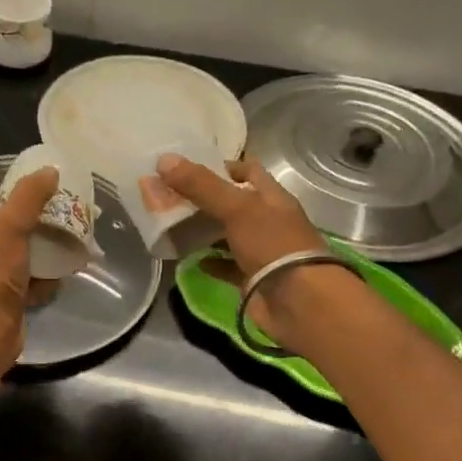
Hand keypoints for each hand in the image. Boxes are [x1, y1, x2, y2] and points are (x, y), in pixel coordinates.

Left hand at [0, 167, 58, 386]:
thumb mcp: (10, 229)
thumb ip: (28, 198)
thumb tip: (50, 170)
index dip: (11, 202)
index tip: (38, 202)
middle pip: (11, 232)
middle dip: (36, 229)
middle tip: (63, 223)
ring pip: (24, 258)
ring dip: (46, 255)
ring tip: (70, 248)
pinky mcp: (9, 302)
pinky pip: (32, 284)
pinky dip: (46, 282)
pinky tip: (60, 280)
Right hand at [155, 155, 348, 349]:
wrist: (298, 301)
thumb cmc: (273, 244)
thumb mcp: (236, 208)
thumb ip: (201, 185)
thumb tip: (163, 160)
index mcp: (271, 197)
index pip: (248, 171)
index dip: (222, 166)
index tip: (188, 168)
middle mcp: (267, 221)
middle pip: (233, 203)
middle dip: (205, 199)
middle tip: (170, 196)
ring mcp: (260, 251)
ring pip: (228, 234)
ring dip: (205, 231)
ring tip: (172, 225)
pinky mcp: (251, 278)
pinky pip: (226, 266)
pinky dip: (210, 262)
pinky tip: (190, 260)